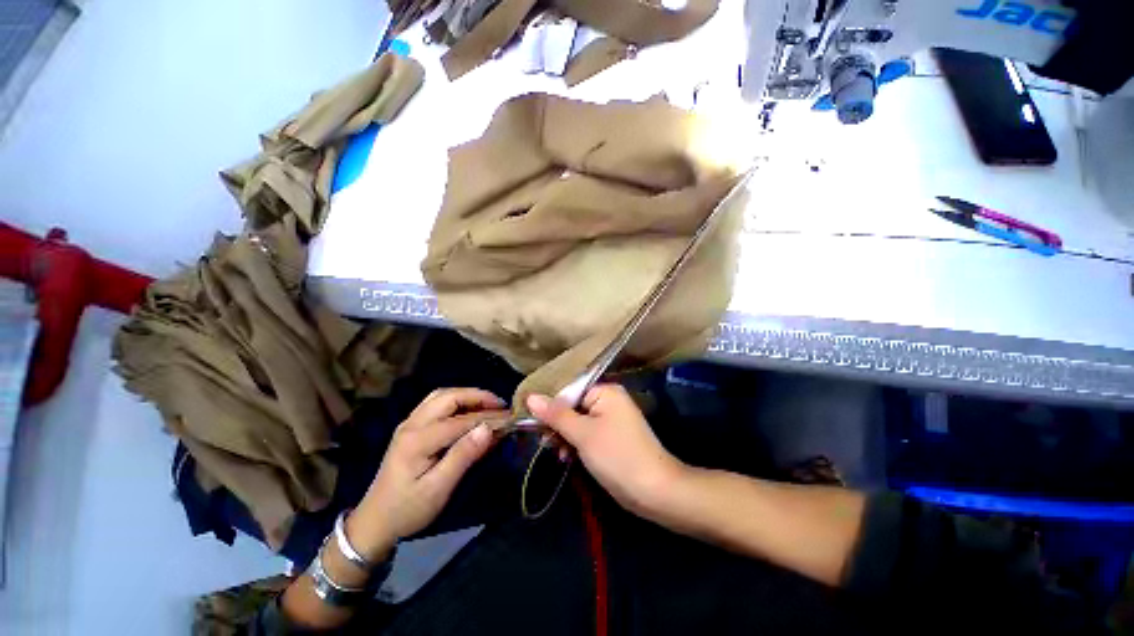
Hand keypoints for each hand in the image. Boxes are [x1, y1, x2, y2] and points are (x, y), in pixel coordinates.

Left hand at [346, 388, 507, 561]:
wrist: (375, 521)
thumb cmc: (408, 510)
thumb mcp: (438, 489)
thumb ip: (463, 456)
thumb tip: (488, 430)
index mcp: (418, 440)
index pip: (461, 421)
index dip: (487, 417)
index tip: (510, 418)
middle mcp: (412, 424)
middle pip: (449, 397)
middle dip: (478, 396)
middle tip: (500, 405)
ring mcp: (409, 422)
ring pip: (442, 395)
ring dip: (467, 395)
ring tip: (488, 404)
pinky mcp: (410, 426)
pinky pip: (435, 402)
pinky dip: (456, 400)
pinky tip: (467, 409)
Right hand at [527, 384, 685, 518]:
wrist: (654, 491)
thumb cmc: (616, 456)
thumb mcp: (582, 433)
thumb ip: (556, 415)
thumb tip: (530, 397)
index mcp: (605, 392)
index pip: (570, 391)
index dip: (551, 406)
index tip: (534, 423)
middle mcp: (609, 401)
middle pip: (574, 407)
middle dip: (559, 425)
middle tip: (546, 442)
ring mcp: (612, 420)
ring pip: (579, 422)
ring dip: (566, 437)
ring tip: (558, 453)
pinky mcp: (612, 438)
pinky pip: (588, 434)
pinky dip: (577, 444)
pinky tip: (568, 458)